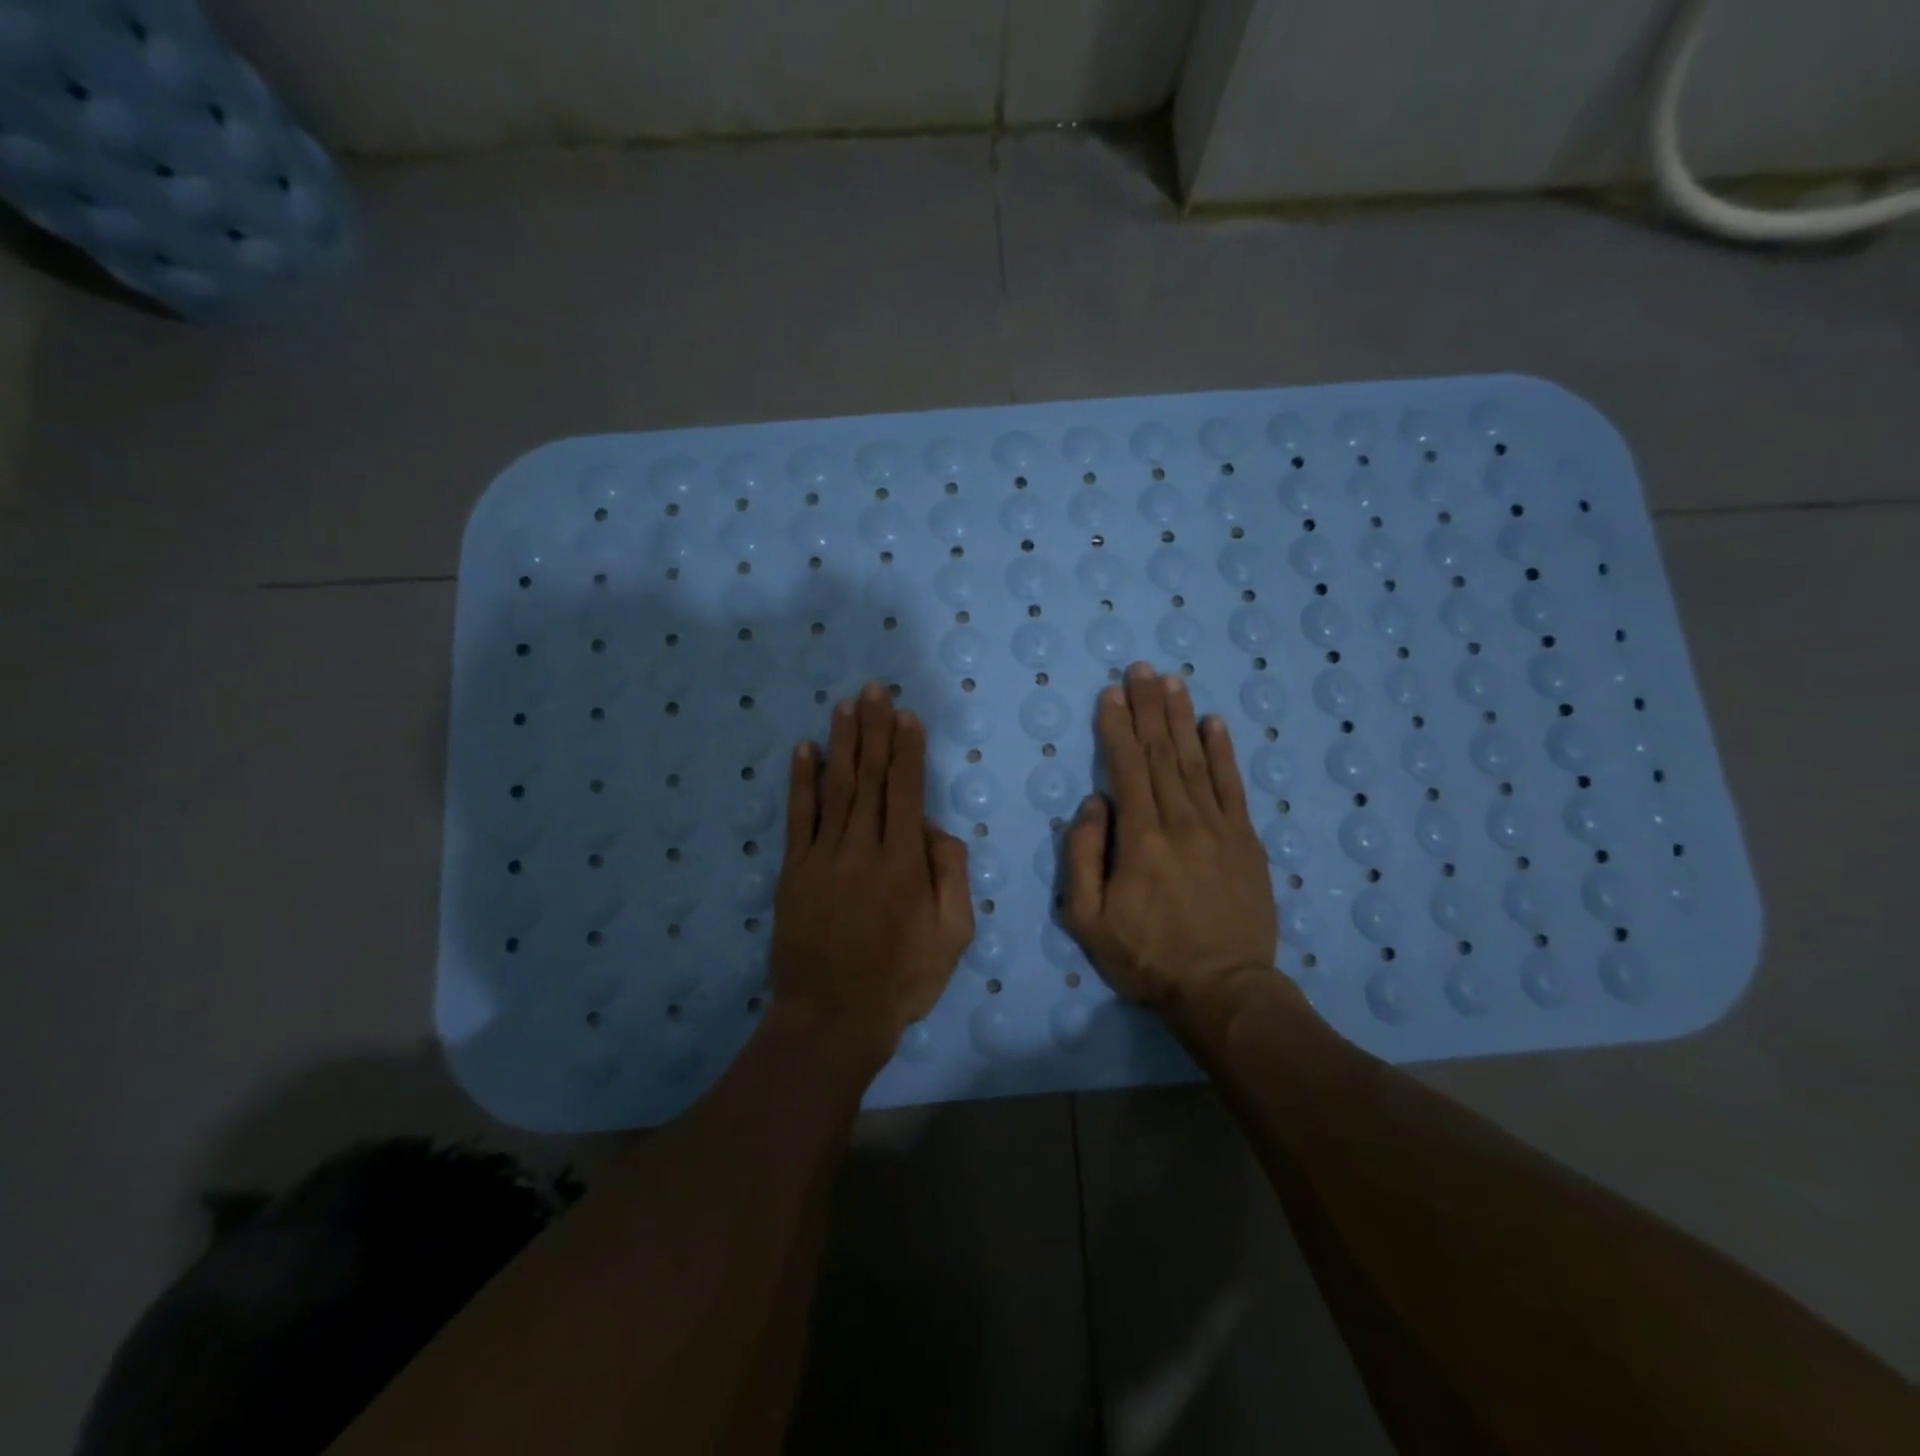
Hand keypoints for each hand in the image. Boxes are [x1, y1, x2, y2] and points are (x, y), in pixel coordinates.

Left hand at [771, 683, 974, 1064]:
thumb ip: (951, 876)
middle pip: (871, 778)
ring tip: (846, 705)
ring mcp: (824, 857)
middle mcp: (863, 848)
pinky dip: (802, 781)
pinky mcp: (795, 871)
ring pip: (837, 788)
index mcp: (904, 862)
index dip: (907, 749)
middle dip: (875, 730)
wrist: (832, 1017)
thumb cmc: (901, 980)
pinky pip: (799, 817)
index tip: (906, 714)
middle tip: (875, 689)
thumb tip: (937, 830)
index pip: (907, 791)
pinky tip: (805, 750)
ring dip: (842, 743)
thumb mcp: (952, 936)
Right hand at [1063, 662, 1278, 1013]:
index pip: (1125, 768)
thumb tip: (1093, 805)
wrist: (1223, 990)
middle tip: (1140, 668)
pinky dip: (1223, 752)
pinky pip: (1232, 786)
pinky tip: (1215, 723)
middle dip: (1147, 707)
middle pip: (1160, 753)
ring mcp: (1219, 828)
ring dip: (1181, 718)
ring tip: (1172, 681)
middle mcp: (1180, 821)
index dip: (1116, 727)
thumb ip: (1083, 858)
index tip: (1109, 693)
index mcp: (1140, 838)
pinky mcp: (1246, 840)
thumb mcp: (1087, 920)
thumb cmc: (1146, 957)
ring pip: (1195, 760)